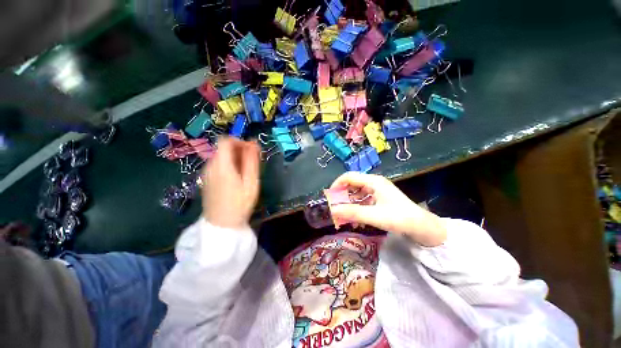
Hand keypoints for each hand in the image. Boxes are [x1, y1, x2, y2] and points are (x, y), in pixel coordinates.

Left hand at [202, 137, 260, 229]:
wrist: (222, 226)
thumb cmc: (240, 203)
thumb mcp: (251, 182)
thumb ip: (251, 161)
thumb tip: (254, 143)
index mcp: (221, 165)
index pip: (226, 141)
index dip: (240, 141)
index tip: (252, 151)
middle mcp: (210, 166)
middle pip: (223, 148)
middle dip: (239, 151)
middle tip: (253, 163)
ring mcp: (206, 173)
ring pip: (221, 156)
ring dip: (235, 159)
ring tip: (246, 172)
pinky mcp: (206, 180)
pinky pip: (218, 165)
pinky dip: (229, 165)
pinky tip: (237, 179)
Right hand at [329, 172, 446, 246]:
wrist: (421, 227)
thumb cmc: (399, 218)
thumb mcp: (374, 216)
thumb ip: (352, 213)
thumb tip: (332, 210)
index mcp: (373, 181)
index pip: (349, 176)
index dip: (337, 185)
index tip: (330, 197)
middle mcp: (374, 183)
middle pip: (352, 184)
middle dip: (342, 196)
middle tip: (336, 209)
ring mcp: (377, 190)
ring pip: (356, 193)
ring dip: (349, 204)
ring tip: (345, 217)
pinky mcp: (379, 198)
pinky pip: (363, 200)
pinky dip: (357, 208)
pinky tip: (356, 220)